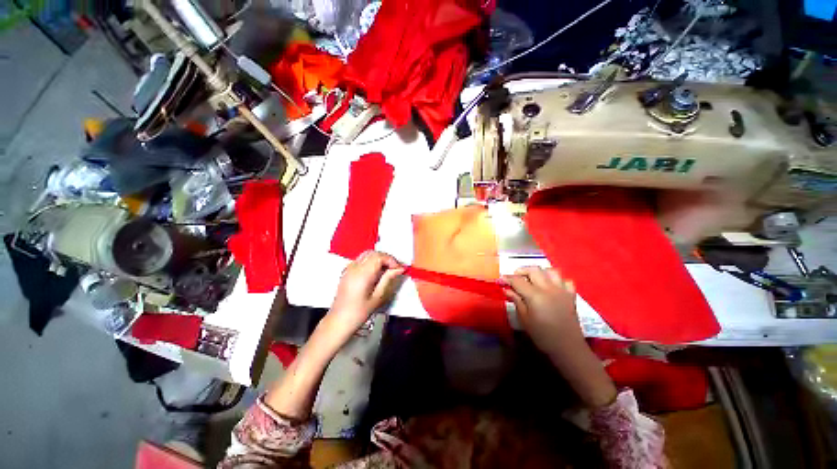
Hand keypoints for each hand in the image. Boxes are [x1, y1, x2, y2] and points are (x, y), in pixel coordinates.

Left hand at [325, 251, 404, 343]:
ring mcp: (349, 269)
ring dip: (378, 258)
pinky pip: (361, 260)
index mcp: (362, 274)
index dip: (391, 260)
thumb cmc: (359, 312)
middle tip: (395, 268)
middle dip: (386, 258)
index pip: (379, 257)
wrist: (339, 320)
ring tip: (387, 270)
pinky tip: (375, 272)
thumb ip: (388, 279)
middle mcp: (354, 268)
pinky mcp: (347, 272)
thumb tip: (399, 269)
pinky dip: (371, 261)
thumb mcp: (378, 297)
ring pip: (367, 254)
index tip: (398, 268)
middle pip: (373, 253)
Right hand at [503, 266, 583, 356]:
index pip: (517, 280)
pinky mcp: (571, 295)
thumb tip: (507, 289)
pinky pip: (564, 280)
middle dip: (521, 271)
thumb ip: (516, 301)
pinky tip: (551, 286)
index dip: (507, 278)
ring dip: (539, 272)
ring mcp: (562, 290)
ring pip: (550, 271)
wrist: (567, 347)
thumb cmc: (542, 335)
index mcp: (535, 295)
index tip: (500, 280)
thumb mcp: (524, 319)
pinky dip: (557, 280)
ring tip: (532, 279)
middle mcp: (549, 288)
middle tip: (515, 278)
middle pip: (533, 270)